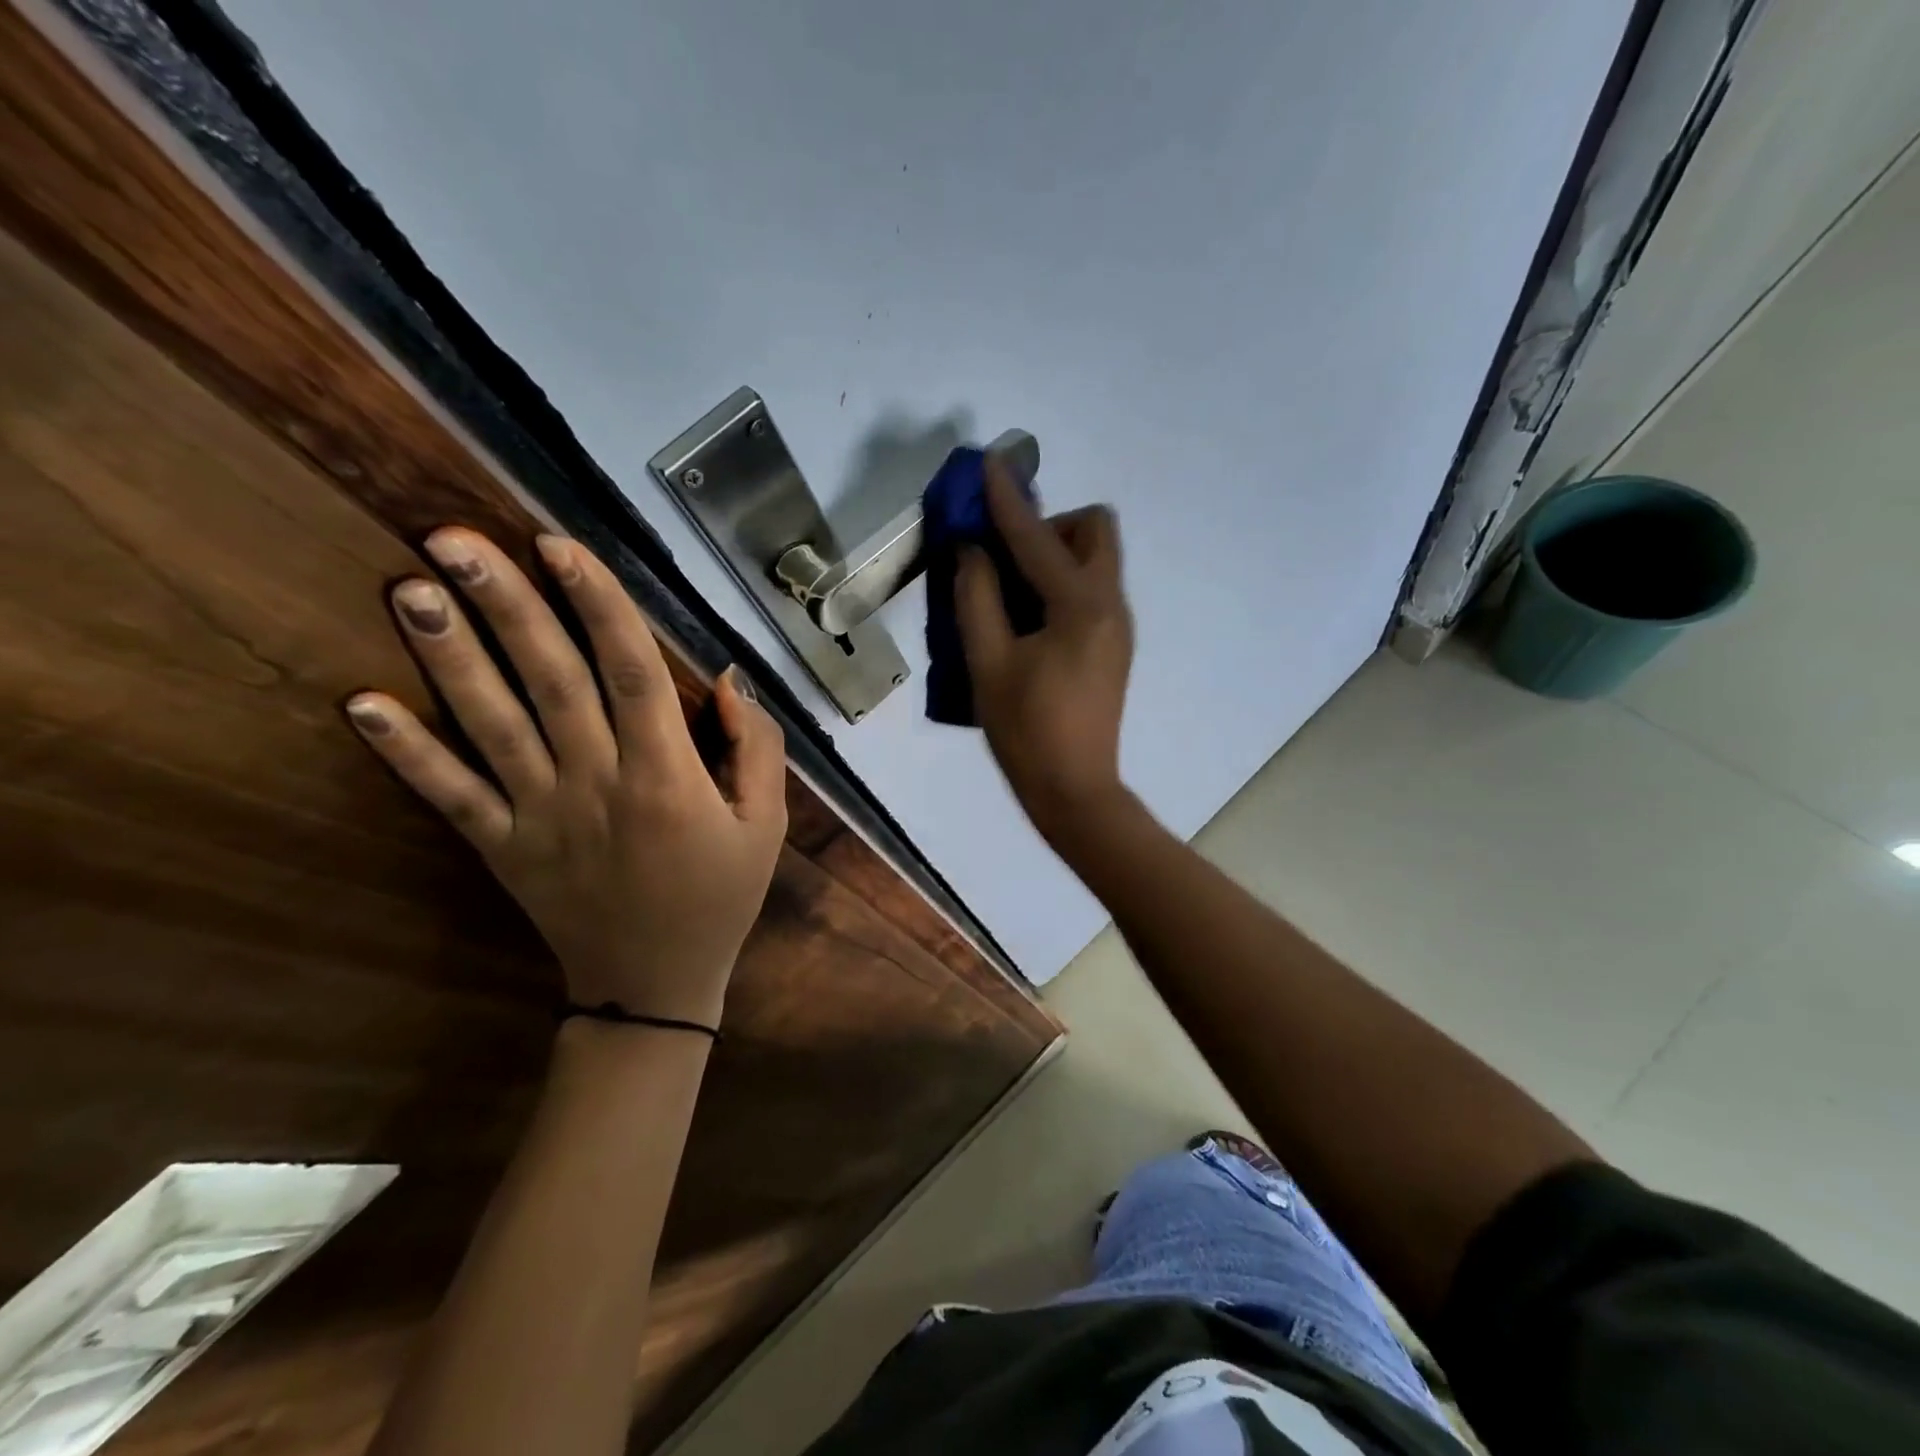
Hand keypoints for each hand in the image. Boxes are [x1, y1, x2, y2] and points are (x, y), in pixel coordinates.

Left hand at [344, 529, 785, 1028]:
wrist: (654, 985)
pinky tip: (361, 704)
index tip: (559, 546)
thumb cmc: (719, 895)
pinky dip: (406, 752)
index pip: (631, 673)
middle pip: (550, 681)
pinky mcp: (502, 848)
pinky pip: (450, 796)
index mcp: (667, 776)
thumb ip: (757, 748)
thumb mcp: (766, 824)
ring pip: (491, 725)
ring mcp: (540, 816)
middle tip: (453, 538)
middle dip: (506, 606)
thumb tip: (727, 680)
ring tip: (410, 589)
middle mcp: (597, 783)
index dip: (598, 605)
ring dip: (449, 657)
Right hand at [956, 462, 1134, 842]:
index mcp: (1080, 605)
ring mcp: (1119, 626)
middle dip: (1050, 525)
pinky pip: (1092, 590)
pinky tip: (1028, 620)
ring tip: (1009, 592)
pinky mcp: (1114, 645)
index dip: (1007, 499)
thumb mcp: (987, 664)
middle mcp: (1110, 603)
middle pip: (1094, 529)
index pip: (1038, 536)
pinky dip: (1061, 583)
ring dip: (1054, 554)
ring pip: (1096, 559)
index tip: (987, 465)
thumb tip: (972, 550)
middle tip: (1006, 557)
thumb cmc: (1026, 731)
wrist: (1075, 789)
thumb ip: (977, 598)